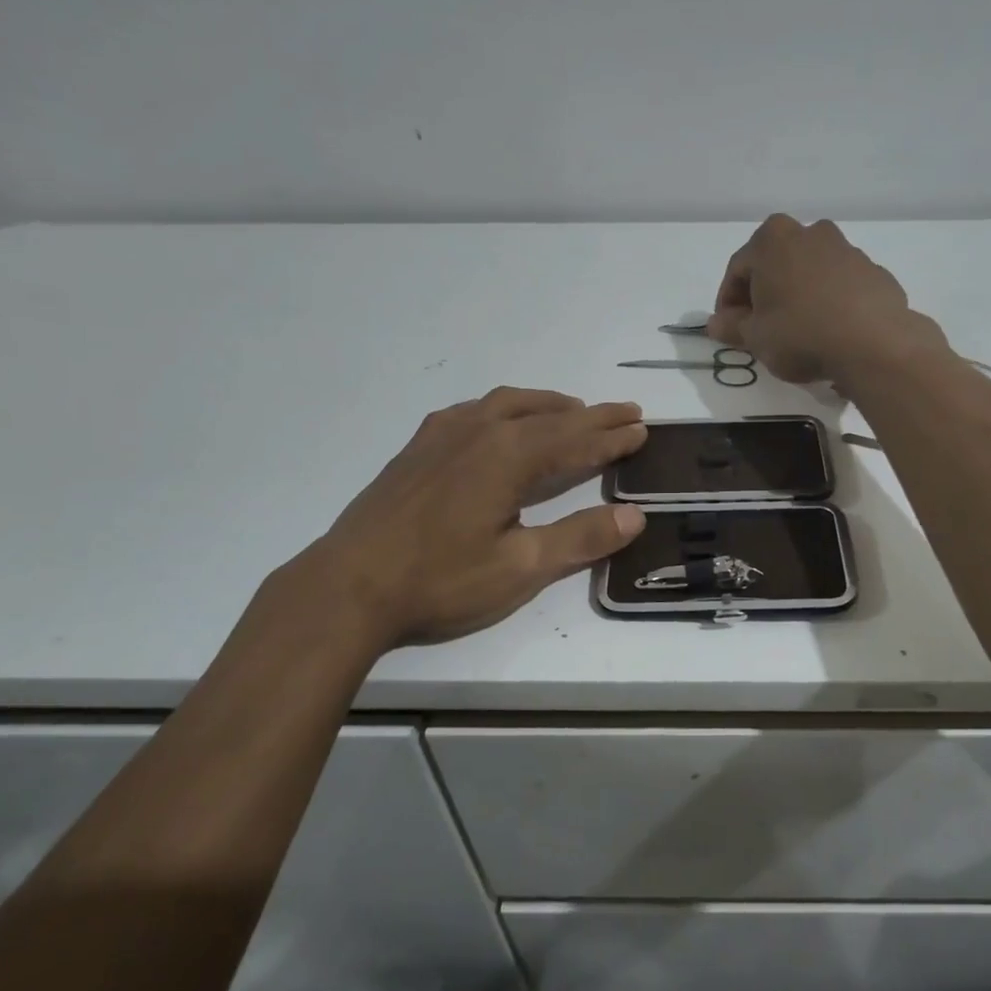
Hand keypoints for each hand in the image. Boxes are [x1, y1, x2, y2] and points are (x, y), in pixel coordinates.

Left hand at [272, 388, 648, 650]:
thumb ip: (580, 538)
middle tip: (626, 411)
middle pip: (548, 415)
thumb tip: (635, 515)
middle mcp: (480, 431)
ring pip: (508, 404)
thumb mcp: (520, 568)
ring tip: (571, 410)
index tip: (642, 427)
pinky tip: (498, 422)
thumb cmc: (440, 580)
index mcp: (509, 456)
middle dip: (591, 415)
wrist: (348, 585)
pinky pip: (473, 411)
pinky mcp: (418, 447)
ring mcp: (443, 434)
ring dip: (547, 405)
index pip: (576, 439)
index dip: (612, 436)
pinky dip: (503, 409)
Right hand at [708, 214, 947, 383]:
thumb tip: (716, 323)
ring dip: (797, 294)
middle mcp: (810, 232)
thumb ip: (732, 327)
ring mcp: (846, 249)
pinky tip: (828, 330)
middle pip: (775, 263)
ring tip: (796, 330)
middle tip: (760, 327)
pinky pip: (838, 285)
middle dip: (764, 292)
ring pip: (809, 271)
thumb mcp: (755, 337)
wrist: (873, 344)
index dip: (728, 302)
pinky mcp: (873, 271)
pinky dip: (828, 301)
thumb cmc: (800, 333)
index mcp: (772, 239)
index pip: (737, 269)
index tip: (729, 329)